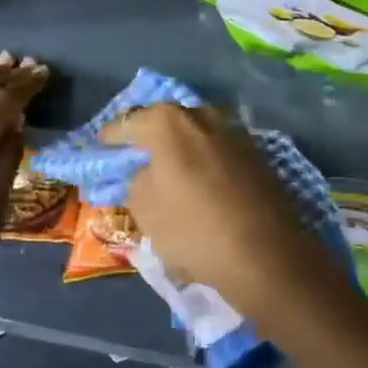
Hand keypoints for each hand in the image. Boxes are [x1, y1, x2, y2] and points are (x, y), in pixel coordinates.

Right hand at [99, 104, 342, 318]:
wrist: (266, 253)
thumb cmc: (194, 229)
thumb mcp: (145, 209)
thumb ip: (136, 181)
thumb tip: (145, 171)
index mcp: (169, 122)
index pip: (129, 123)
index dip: (111, 136)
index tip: (100, 146)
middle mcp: (203, 115)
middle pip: (166, 120)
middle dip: (149, 135)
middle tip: (134, 155)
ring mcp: (234, 131)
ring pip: (196, 132)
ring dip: (180, 146)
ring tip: (166, 167)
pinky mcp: (256, 153)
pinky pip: (217, 149)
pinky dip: (203, 158)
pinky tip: (198, 179)